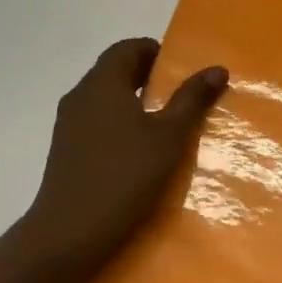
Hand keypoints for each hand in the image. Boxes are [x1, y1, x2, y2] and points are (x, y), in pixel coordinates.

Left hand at [14, 38, 227, 282]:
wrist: (68, 234)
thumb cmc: (124, 177)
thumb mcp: (169, 137)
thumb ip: (192, 100)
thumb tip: (216, 68)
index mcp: (103, 83)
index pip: (127, 48)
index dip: (154, 51)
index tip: (180, 69)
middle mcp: (80, 96)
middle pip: (114, 70)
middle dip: (146, 76)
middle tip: (179, 95)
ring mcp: (68, 124)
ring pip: (104, 97)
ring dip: (132, 100)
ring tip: (164, 123)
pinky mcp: (65, 150)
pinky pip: (96, 121)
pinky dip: (118, 122)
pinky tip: (138, 150)